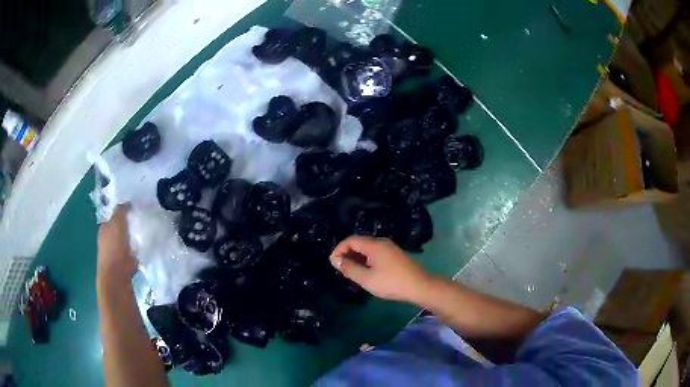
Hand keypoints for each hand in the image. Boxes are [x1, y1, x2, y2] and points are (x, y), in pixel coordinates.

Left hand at [97, 204, 136, 284]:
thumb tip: (127, 202)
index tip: (137, 210)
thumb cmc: (115, 248)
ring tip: (144, 237)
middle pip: (119, 229)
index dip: (124, 212)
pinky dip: (136, 252)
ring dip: (133, 240)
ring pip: (125, 242)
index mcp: (104, 228)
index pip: (114, 216)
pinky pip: (131, 254)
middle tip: (142, 222)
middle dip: (129, 226)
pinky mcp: (122, 266)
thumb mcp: (117, 223)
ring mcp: (114, 254)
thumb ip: (121, 211)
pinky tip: (142, 252)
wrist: (116, 277)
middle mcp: (106, 240)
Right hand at [329, 236, 432, 302]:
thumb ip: (349, 268)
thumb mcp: (366, 278)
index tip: (333, 263)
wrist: (419, 286)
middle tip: (341, 269)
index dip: (339, 249)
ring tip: (351, 272)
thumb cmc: (390, 282)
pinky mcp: (395, 255)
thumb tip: (336, 261)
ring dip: (357, 258)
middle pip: (359, 242)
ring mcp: (390, 248)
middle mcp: (381, 242)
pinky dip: (366, 260)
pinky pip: (376, 253)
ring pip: (368, 249)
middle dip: (347, 254)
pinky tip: (366, 272)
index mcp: (373, 245)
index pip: (350, 240)